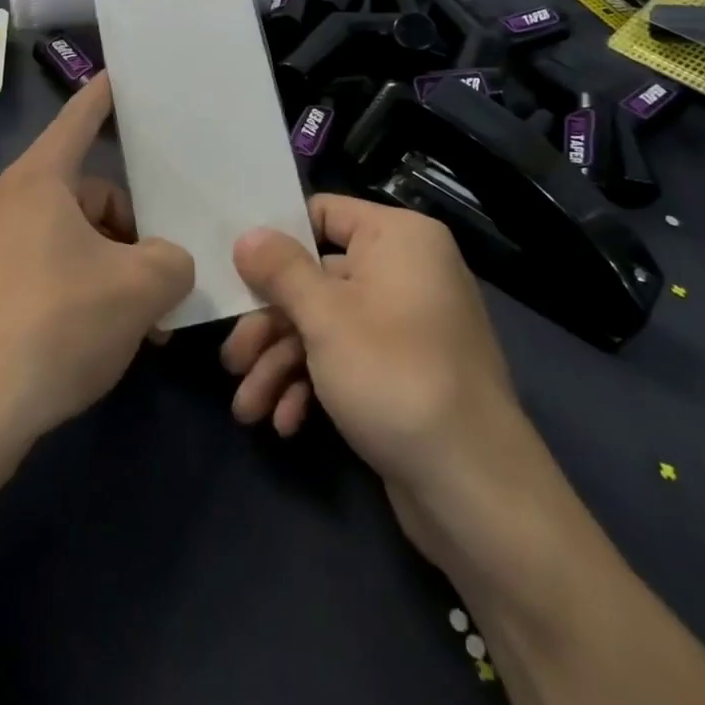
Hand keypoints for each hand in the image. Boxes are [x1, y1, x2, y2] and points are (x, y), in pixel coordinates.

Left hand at [0, 73, 194, 446]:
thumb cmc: (55, 325)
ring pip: (70, 238)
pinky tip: (106, 337)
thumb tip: (166, 265)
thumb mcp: (140, 288)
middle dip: (130, 226)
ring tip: (144, 319)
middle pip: (86, 192)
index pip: (78, 121)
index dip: (103, 97)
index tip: (119, 75)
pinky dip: (82, 290)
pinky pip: (46, 271)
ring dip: (111, 266)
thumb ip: (173, 261)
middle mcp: (6, 206)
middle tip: (164, 272)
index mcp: (38, 183)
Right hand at [221, 195, 546, 568]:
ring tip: (248, 407)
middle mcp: (405, 271)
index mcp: (398, 238)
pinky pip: (347, 360)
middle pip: (317, 279)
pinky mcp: (402, 372)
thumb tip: (247, 235)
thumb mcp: (326, 318)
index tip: (235, 269)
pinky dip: (313, 386)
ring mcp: (405, 324)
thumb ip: (281, 271)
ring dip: (281, 364)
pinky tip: (285, 423)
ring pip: (325, 326)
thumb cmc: (395, 376)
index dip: (278, 240)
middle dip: (270, 325)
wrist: (474, 490)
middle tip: (231, 361)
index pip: (324, 214)